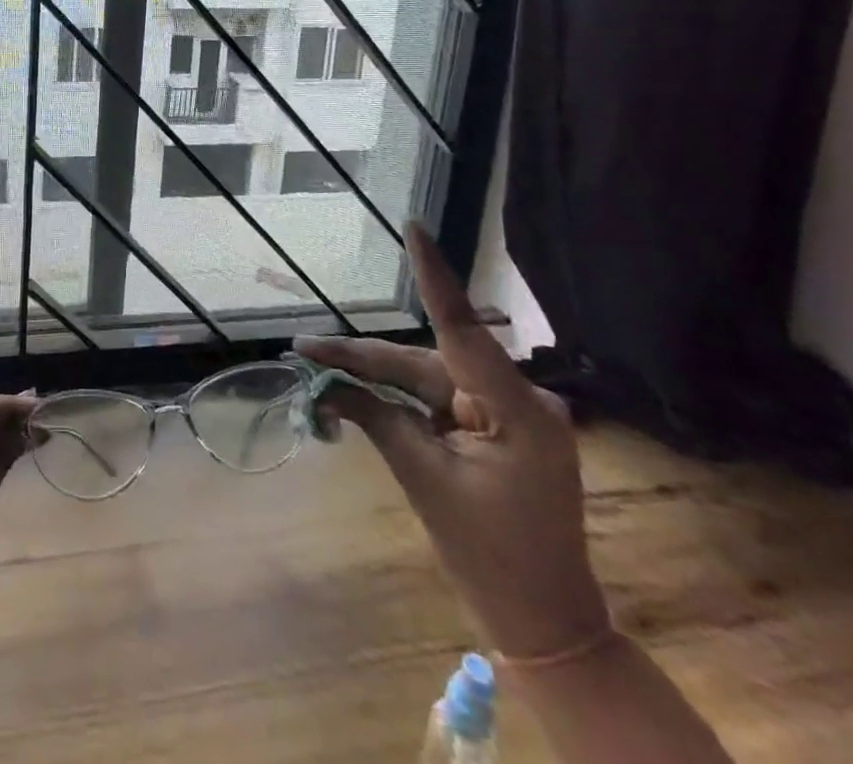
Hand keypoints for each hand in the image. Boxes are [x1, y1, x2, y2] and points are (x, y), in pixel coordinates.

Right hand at [295, 224, 609, 659]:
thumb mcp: (426, 483)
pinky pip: (441, 399)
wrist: (547, 625)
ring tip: (320, 367)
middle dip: (363, 359)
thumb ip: (377, 420)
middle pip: (426, 362)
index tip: (414, 227)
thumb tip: (325, 385)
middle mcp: (518, 399)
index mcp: (516, 410)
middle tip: (305, 350)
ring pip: (429, 379)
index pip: (463, 328)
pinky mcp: (500, 428)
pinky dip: (402, 398)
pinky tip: (362, 392)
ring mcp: (512, 413)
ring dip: (377, 378)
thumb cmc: (491, 560)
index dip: (434, 275)